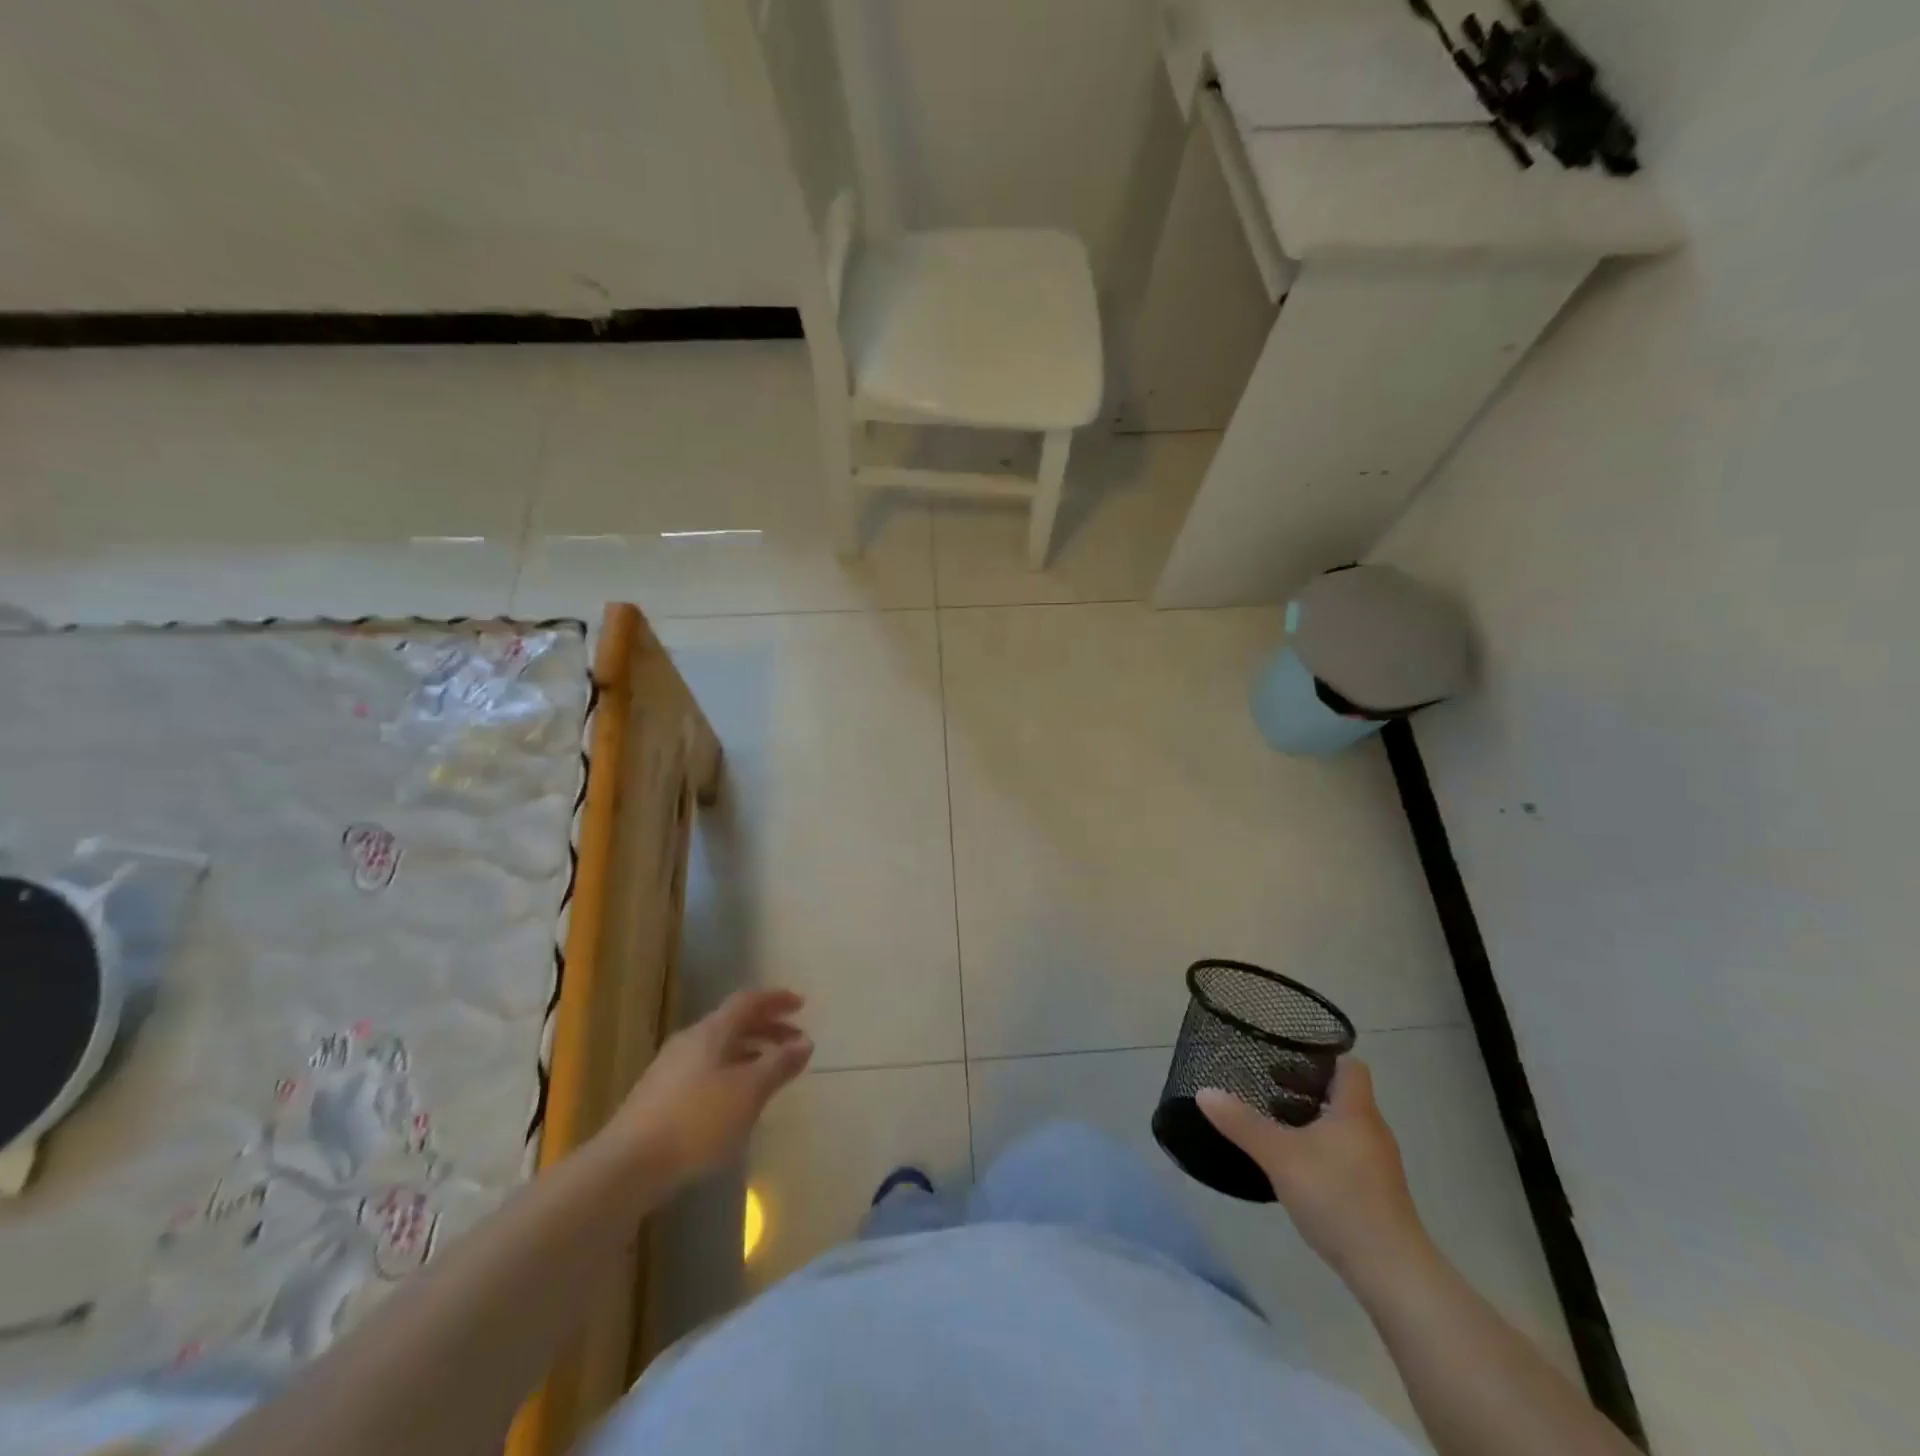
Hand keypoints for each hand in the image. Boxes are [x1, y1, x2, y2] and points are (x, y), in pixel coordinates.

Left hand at [610, 989, 812, 1186]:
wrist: (627, 1166)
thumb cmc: (697, 1120)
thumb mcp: (749, 1092)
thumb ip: (779, 1064)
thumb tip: (805, 1042)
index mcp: (712, 1031)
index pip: (748, 1001)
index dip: (775, 999)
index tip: (801, 1004)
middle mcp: (690, 1040)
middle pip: (734, 1023)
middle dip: (768, 1028)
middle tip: (795, 1041)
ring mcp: (671, 1068)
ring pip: (720, 1048)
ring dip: (750, 1052)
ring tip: (771, 1072)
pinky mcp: (659, 1095)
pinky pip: (706, 1069)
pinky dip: (731, 1071)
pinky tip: (737, 1099)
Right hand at [1199, 1059, 1432, 1290]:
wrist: (1392, 1273)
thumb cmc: (1338, 1198)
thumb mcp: (1280, 1156)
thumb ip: (1242, 1123)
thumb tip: (1204, 1091)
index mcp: (1356, 1111)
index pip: (1349, 1065)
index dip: (1321, 1057)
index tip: (1287, 1058)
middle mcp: (1372, 1131)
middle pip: (1343, 1095)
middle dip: (1306, 1089)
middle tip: (1269, 1090)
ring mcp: (1378, 1165)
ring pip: (1343, 1127)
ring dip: (1312, 1121)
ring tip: (1276, 1126)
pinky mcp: (1377, 1194)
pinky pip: (1346, 1154)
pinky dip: (1322, 1150)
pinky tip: (1297, 1167)